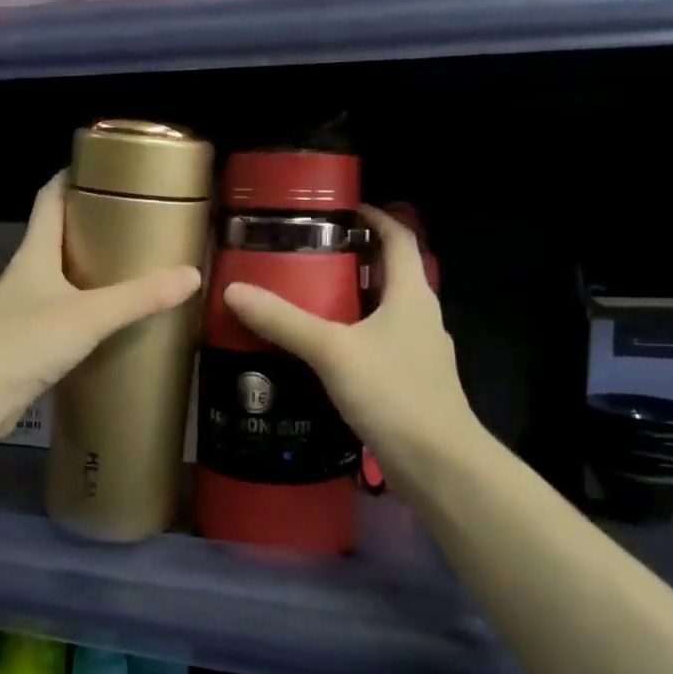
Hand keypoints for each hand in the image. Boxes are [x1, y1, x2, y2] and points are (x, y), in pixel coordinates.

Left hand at [0, 173, 200, 436]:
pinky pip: (63, 310)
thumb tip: (192, 275)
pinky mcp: (28, 339)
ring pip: (62, 275)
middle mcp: (27, 273)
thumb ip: (138, 297)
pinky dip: (87, 305)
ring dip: (91, 266)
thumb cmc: (24, 343)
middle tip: (136, 220)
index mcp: (35, 253)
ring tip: (132, 264)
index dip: (72, 177)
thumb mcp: (87, 316)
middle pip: (59, 235)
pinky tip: (111, 317)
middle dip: (93, 223)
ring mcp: (24, 307)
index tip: (106, 168)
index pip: (50, 198)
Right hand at [223, 206, 478, 503]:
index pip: (399, 238)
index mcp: (412, 295)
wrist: (439, 464)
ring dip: (349, 301)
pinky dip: (351, 338)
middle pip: (387, 274)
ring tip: (304, 300)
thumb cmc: (394, 394)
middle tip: (305, 256)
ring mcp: (417, 352)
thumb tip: (233, 290)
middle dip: (351, 260)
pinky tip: (321, 354)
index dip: (375, 217)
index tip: (340, 208)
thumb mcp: (333, 351)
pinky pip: (376, 345)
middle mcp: (420, 317)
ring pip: (381, 313)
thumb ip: (284, 321)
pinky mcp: (409, 383)